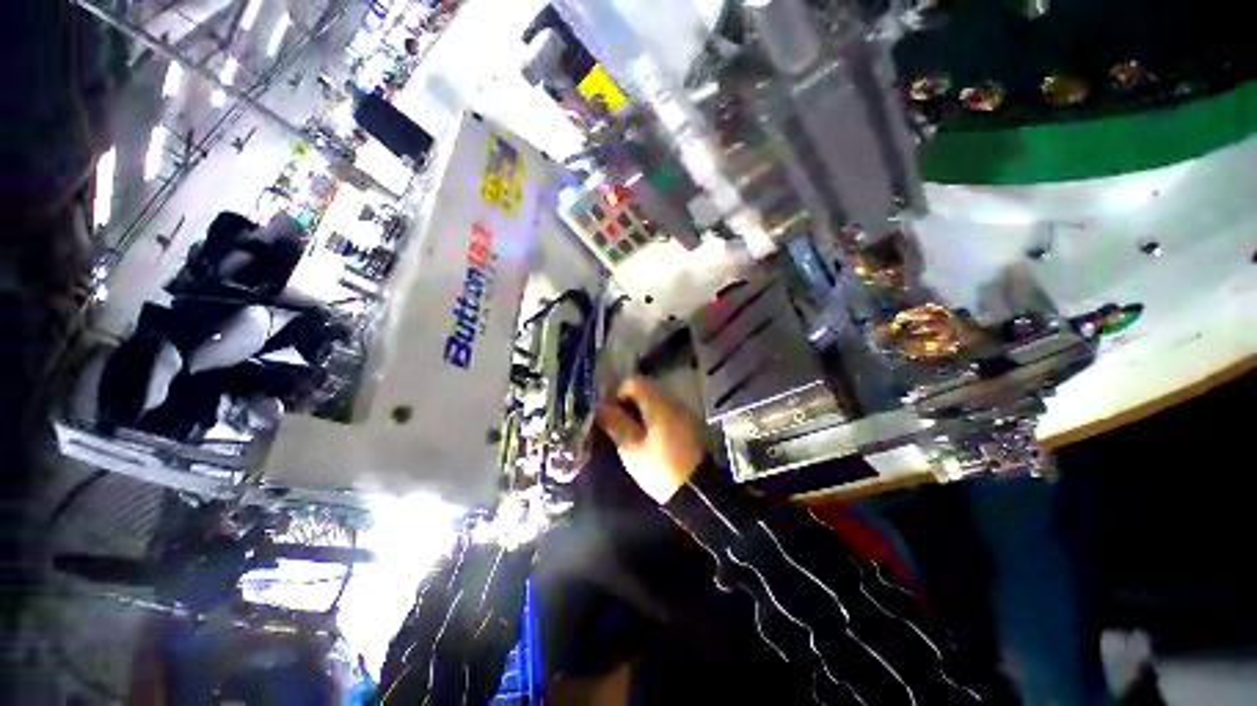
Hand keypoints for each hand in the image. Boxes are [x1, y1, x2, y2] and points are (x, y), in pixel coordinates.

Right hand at [596, 376, 704, 503]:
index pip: (633, 381)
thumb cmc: (660, 467)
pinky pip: (668, 414)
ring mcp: (685, 412)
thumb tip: (601, 407)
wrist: (699, 492)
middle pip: (645, 390)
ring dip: (642, 414)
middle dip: (629, 405)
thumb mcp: (631, 447)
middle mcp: (673, 401)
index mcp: (658, 402)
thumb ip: (616, 423)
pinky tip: (652, 442)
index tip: (611, 415)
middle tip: (620, 428)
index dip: (617, 394)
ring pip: (656, 403)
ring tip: (634, 438)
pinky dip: (655, 421)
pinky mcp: (691, 425)